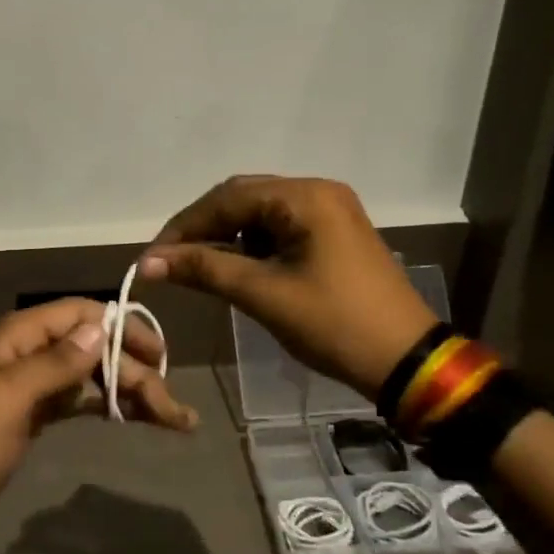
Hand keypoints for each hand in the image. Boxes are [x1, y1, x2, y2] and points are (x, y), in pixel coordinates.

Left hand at [0, 299, 195, 552]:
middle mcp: (24, 353)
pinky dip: (104, 405)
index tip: (160, 354)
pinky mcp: (31, 416)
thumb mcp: (8, 400)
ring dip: (126, 391)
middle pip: (89, 348)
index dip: (121, 327)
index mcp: (14, 337)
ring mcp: (28, 386)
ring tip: (169, 418)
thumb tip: (100, 326)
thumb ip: (55, 363)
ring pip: (87, 375)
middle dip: (134, 372)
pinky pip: (76, 400)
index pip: (78, 314)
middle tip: (174, 409)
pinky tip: (132, 417)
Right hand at [137, 175, 437, 396]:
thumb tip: (147, 262)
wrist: (407, 362)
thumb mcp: (263, 294)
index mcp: (305, 197)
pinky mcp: (335, 233)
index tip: (153, 257)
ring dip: (227, 236)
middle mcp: (318, 192)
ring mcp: (330, 211)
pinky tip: (237, 268)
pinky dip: (252, 245)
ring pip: (260, 213)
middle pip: (243, 198)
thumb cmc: (333, 324)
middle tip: (171, 260)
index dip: (185, 226)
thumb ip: (204, 269)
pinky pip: (280, 227)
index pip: (227, 197)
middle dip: (204, 228)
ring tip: (200, 267)